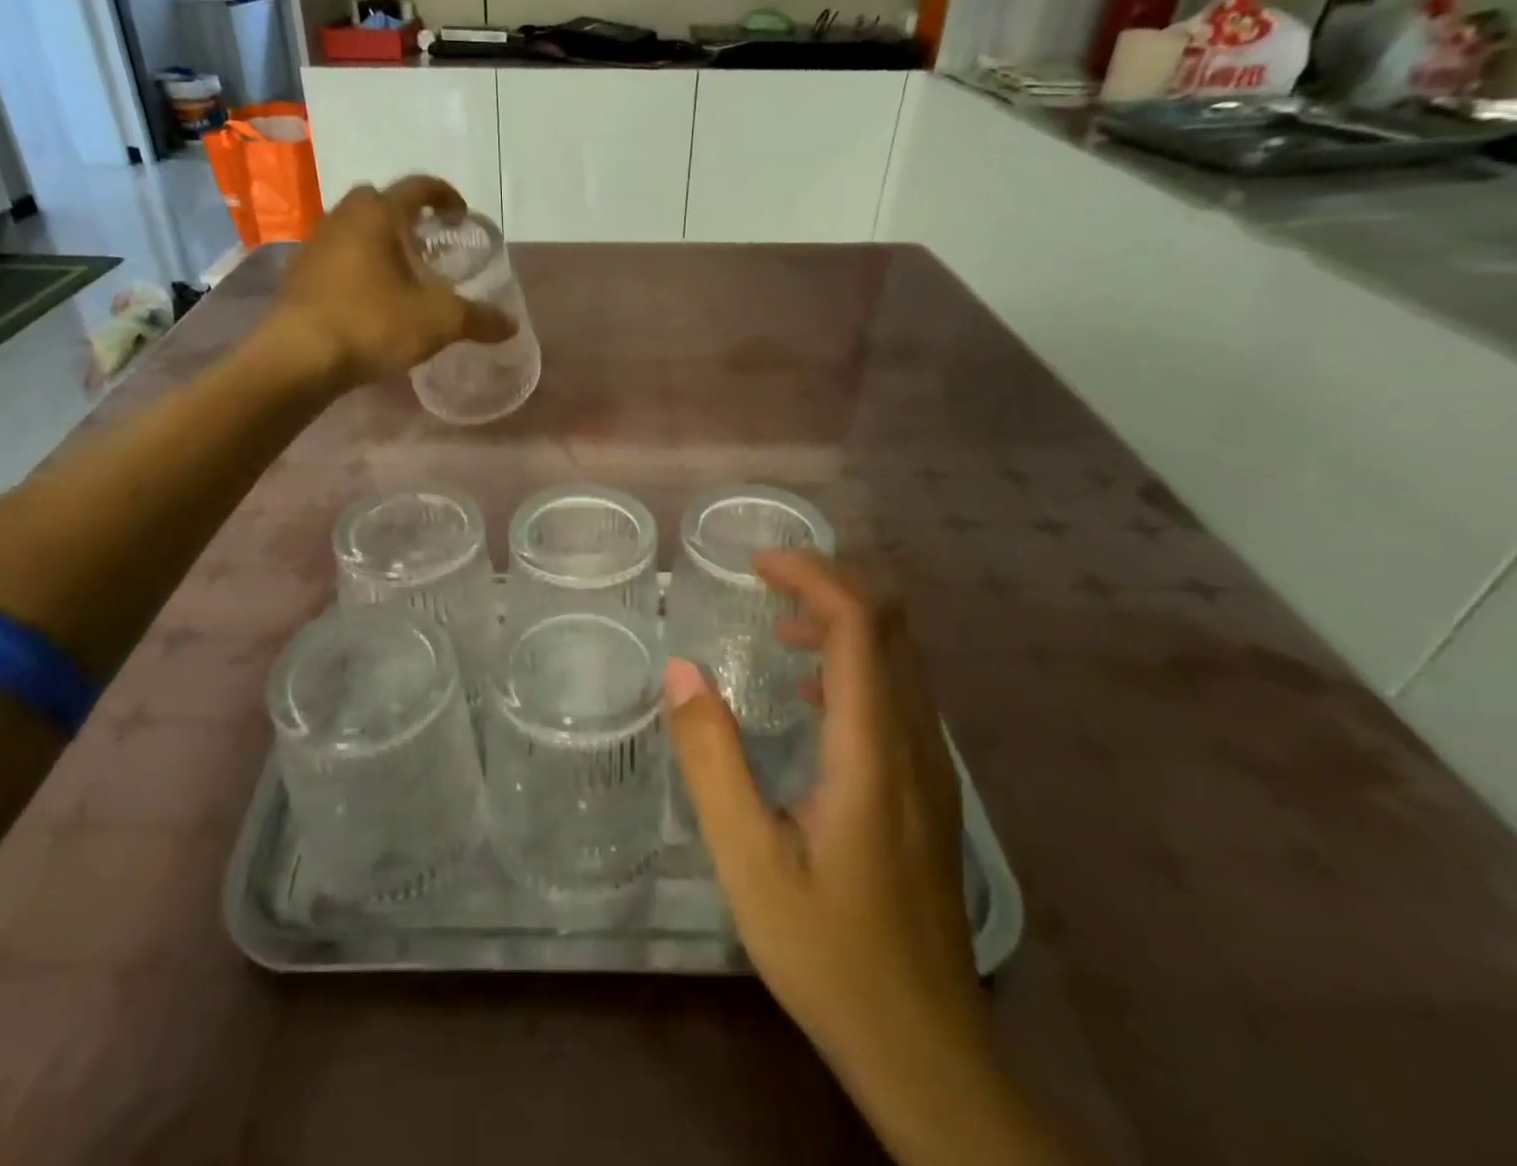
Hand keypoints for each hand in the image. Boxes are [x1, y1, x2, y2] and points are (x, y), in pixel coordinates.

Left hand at [269, 176, 514, 383]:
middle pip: (377, 200)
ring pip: (351, 227)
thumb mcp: (438, 322)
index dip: (445, 195)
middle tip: (424, 242)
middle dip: (404, 214)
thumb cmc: (373, 324)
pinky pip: (334, 256)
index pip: (418, 186)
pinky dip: (354, 265)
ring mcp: (315, 245)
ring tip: (397, 271)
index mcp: (379, 215)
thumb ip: (478, 319)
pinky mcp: (298, 274)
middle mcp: (343, 218)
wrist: (299, 357)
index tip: (460, 215)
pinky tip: (367, 297)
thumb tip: (510, 325)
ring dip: (375, 240)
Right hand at [665, 552, 1018, 1158]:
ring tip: (778, 624)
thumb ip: (712, 759)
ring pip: (900, 656)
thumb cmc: (829, 952)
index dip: (813, 575)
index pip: (860, 623)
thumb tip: (680, 671)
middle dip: (830, 581)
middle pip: (891, 624)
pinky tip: (810, 695)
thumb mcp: (747, 860)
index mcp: (873, 749)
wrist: (925, 1049)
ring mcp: (932, 766)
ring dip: (843, 619)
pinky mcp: (929, 789)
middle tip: (766, 578)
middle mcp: (915, 742)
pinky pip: (899, 692)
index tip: (758, 563)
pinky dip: (855, 661)